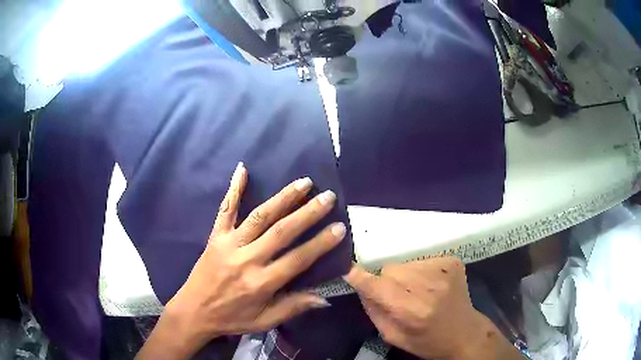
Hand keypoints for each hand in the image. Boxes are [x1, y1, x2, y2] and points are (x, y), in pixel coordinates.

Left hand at [137, 163, 345, 358]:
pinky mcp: (215, 236)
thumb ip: (293, 307)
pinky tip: (243, 169)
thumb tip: (325, 298)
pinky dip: (234, 189)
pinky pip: (225, 210)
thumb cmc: (232, 318)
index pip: (297, 259)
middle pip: (281, 232)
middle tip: (328, 196)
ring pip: (259, 216)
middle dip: (307, 213)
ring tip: (304, 183)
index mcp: (261, 283)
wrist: (194, 311)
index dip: (320, 243)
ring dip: (283, 198)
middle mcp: (247, 259)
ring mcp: (229, 244)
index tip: (339, 227)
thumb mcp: (264, 321)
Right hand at [344, 258, 522, 359]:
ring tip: (416, 291)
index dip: (360, 278)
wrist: (465, 333)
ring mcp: (443, 271)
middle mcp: (428, 287)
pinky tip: (430, 285)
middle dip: (387, 282)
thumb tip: (359, 286)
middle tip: (397, 296)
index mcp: (412, 311)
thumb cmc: (427, 342)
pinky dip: (420, 271)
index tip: (349, 271)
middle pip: (391, 270)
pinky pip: (421, 260)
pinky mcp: (452, 261)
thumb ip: (374, 311)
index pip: (378, 287)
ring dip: (404, 276)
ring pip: (405, 263)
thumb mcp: (394, 337)